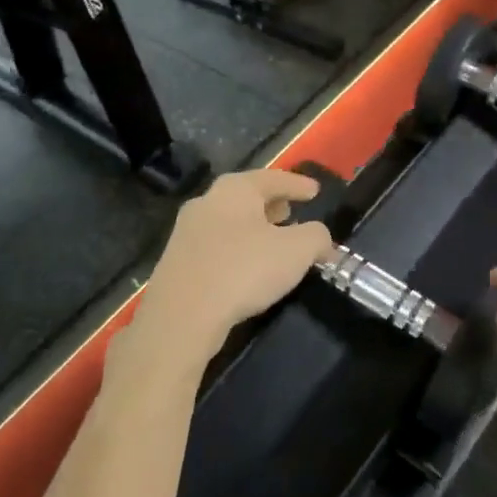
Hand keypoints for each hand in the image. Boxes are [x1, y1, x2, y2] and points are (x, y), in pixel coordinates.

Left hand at [133, 169, 336, 364]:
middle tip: (291, 212)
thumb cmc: (244, 270)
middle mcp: (206, 202)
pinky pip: (216, 246)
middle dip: (272, 205)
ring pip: (229, 222)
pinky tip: (247, 268)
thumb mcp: (297, 251)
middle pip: (246, 197)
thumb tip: (320, 238)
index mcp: (235, 189)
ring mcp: (186, 232)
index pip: (274, 179)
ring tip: (273, 242)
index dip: (298, 185)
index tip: (315, 191)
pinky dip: (237, 249)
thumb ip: (316, 237)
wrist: (181, 317)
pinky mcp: (176, 262)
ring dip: (253, 229)